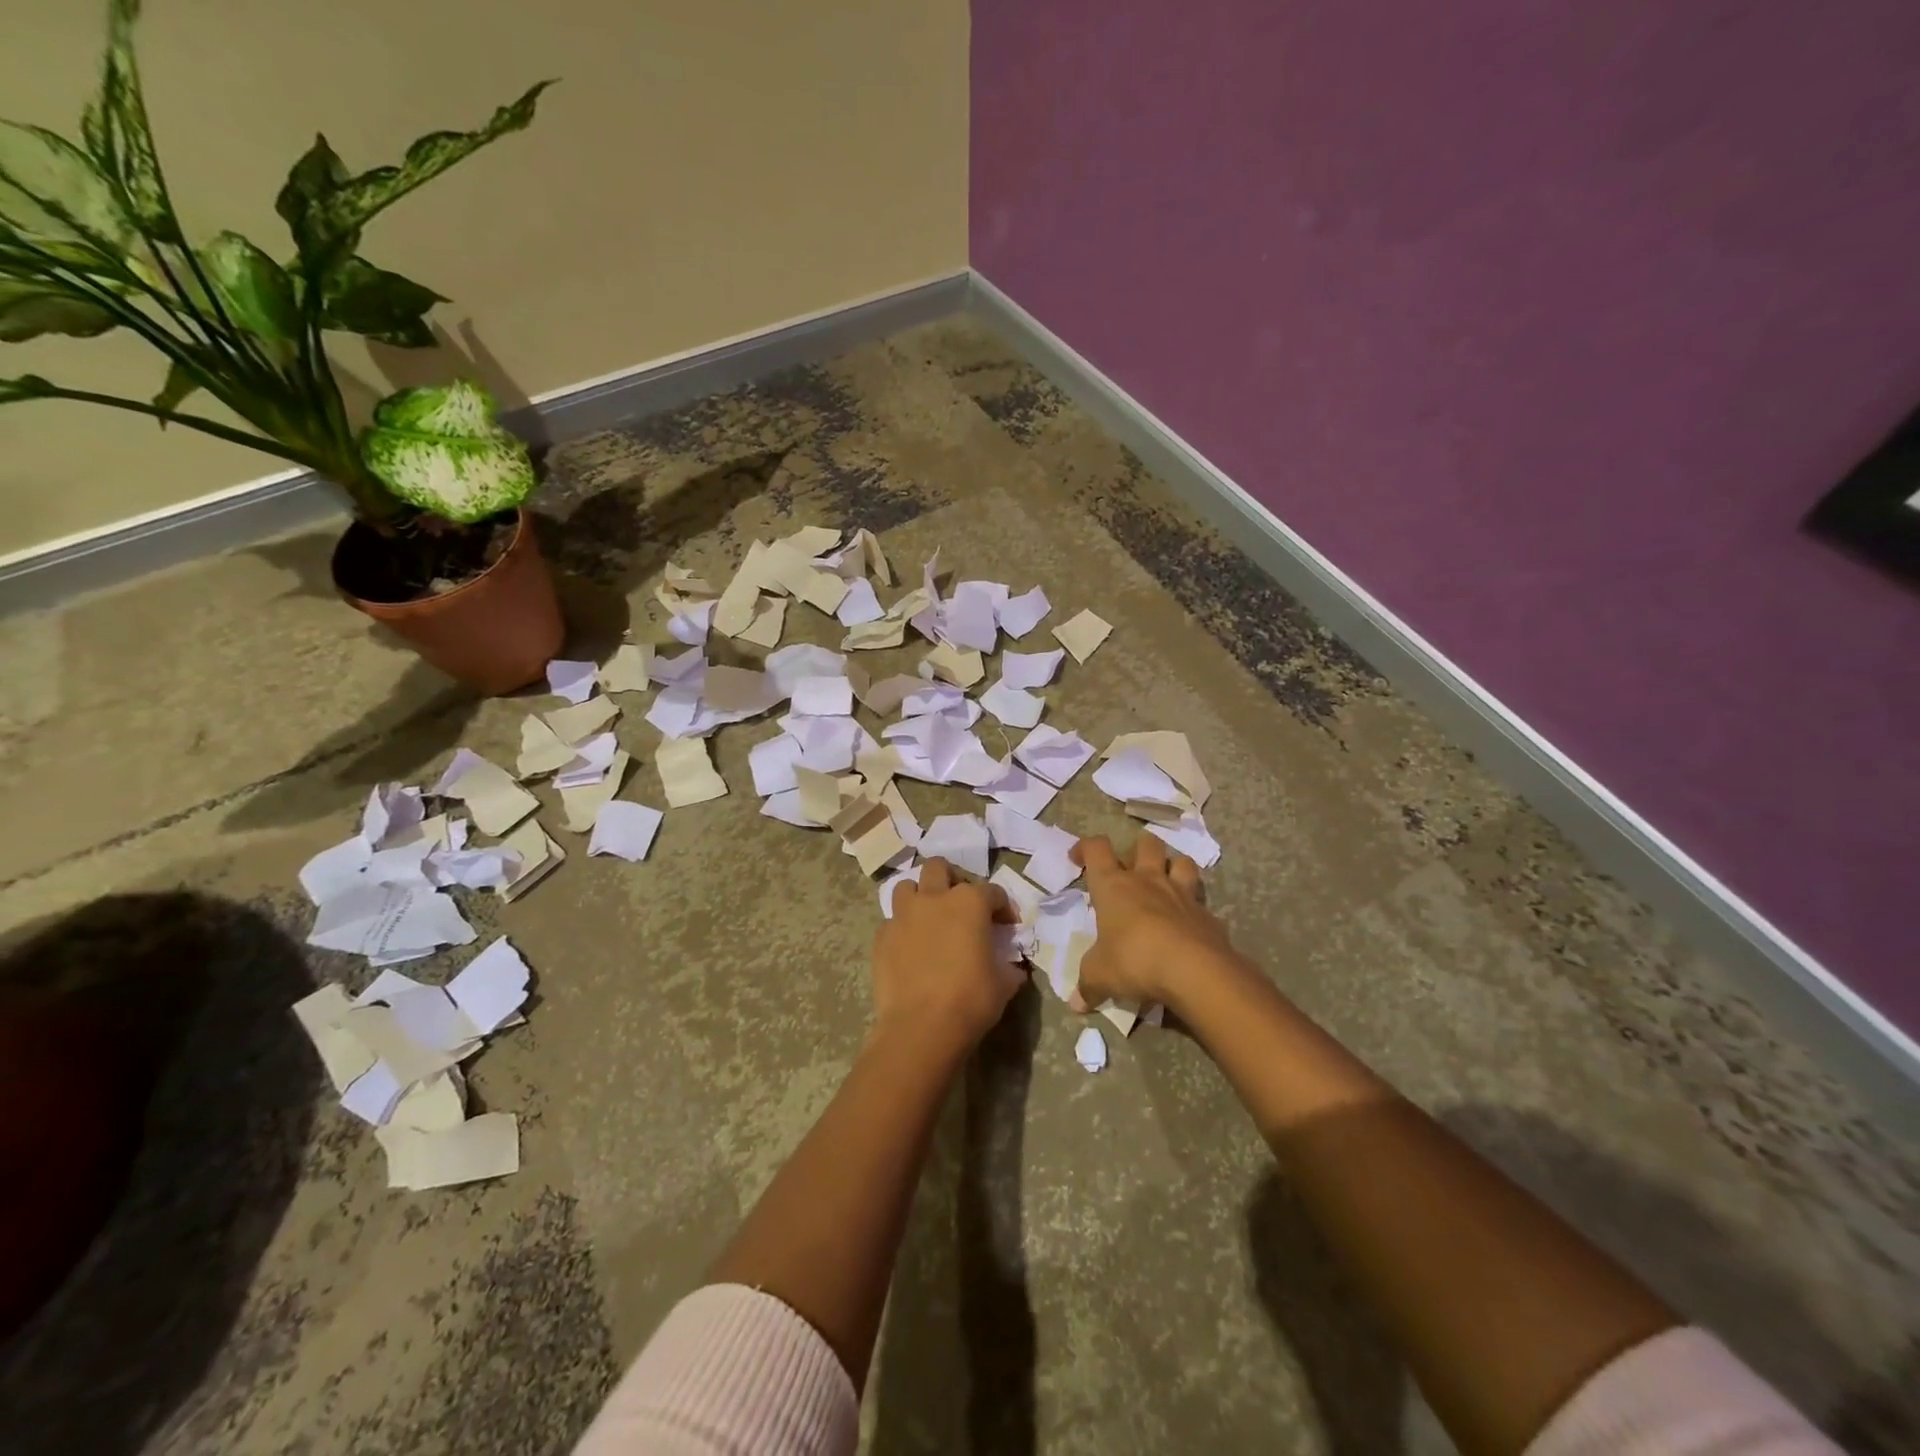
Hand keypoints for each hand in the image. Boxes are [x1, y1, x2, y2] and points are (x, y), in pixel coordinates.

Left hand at [871, 858, 1020, 1055]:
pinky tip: (911, 948)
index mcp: (969, 903)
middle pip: (939, 868)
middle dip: (951, 879)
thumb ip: (1009, 967)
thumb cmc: (971, 1000)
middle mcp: (933, 899)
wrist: (921, 1027)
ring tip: (929, 918)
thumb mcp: (1004, 984)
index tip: (1008, 924)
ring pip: (906, 887)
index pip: (992, 891)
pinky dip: (902, 929)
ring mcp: (903, 916)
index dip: (1003, 906)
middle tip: (960, 904)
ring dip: (919, 897)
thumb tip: (1012, 967)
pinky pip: (892, 922)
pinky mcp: (882, 937)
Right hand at [1070, 834, 1237, 1010]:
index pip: (1096, 849)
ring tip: (1165, 883)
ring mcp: (1181, 893)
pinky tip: (1188, 923)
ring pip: (1181, 861)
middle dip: (1136, 850)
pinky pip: (1200, 900)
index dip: (1084, 848)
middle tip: (1129, 871)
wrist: (1194, 970)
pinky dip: (1194, 907)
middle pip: (1145, 843)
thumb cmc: (1134, 960)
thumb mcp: (1100, 976)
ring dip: (1172, 867)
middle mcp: (1147, 880)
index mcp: (1114, 886)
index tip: (1078, 859)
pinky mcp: (1207, 914)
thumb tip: (1076, 1004)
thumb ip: (1088, 986)